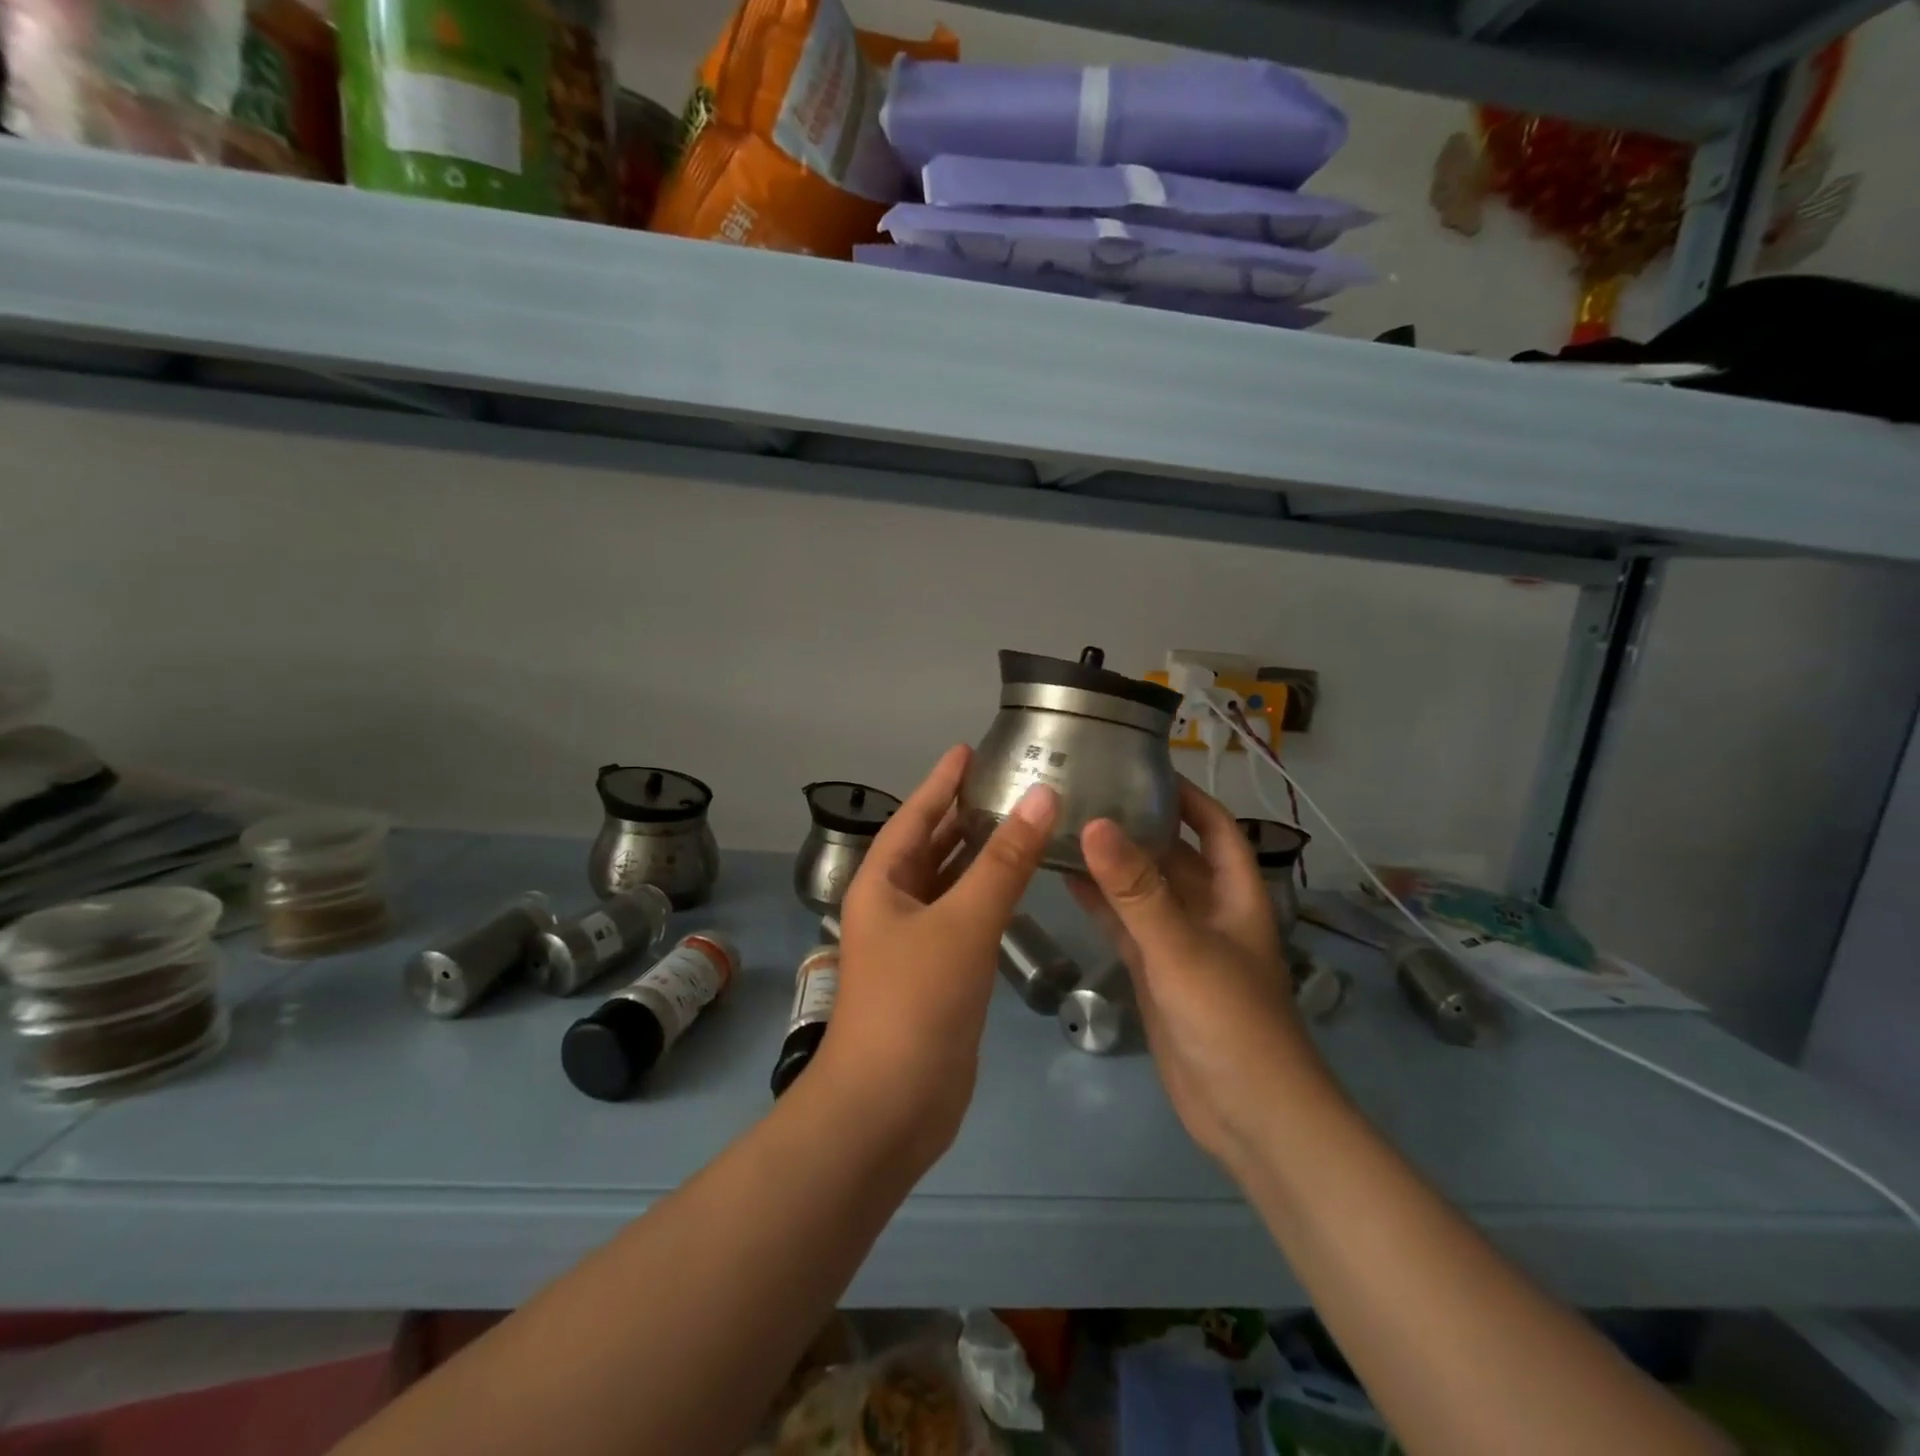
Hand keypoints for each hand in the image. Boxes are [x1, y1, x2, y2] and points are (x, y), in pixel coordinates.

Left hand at [820, 745, 1057, 1167]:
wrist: (889, 1106)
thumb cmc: (915, 1002)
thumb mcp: (962, 923)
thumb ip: (1004, 861)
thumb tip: (1042, 796)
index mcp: (882, 883)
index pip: (915, 815)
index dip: (942, 780)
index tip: (971, 748)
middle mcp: (893, 905)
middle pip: (930, 846)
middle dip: (964, 814)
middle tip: (1008, 782)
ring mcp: (915, 943)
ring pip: (950, 884)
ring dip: (979, 855)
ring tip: (1021, 822)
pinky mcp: (938, 975)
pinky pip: (964, 919)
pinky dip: (988, 897)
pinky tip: (1018, 887)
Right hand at [1069, 779, 1332, 1163]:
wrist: (1248, 1115)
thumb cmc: (1230, 1021)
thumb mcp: (1181, 947)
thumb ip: (1136, 890)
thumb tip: (1095, 824)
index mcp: (1235, 896)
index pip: (1216, 829)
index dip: (1189, 797)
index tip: (1146, 768)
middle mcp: (1210, 913)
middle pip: (1174, 856)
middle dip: (1139, 825)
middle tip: (1088, 792)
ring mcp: (1181, 946)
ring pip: (1145, 892)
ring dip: (1114, 865)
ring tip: (1068, 827)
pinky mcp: (1157, 976)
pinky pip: (1127, 928)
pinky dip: (1102, 906)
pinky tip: (1068, 882)